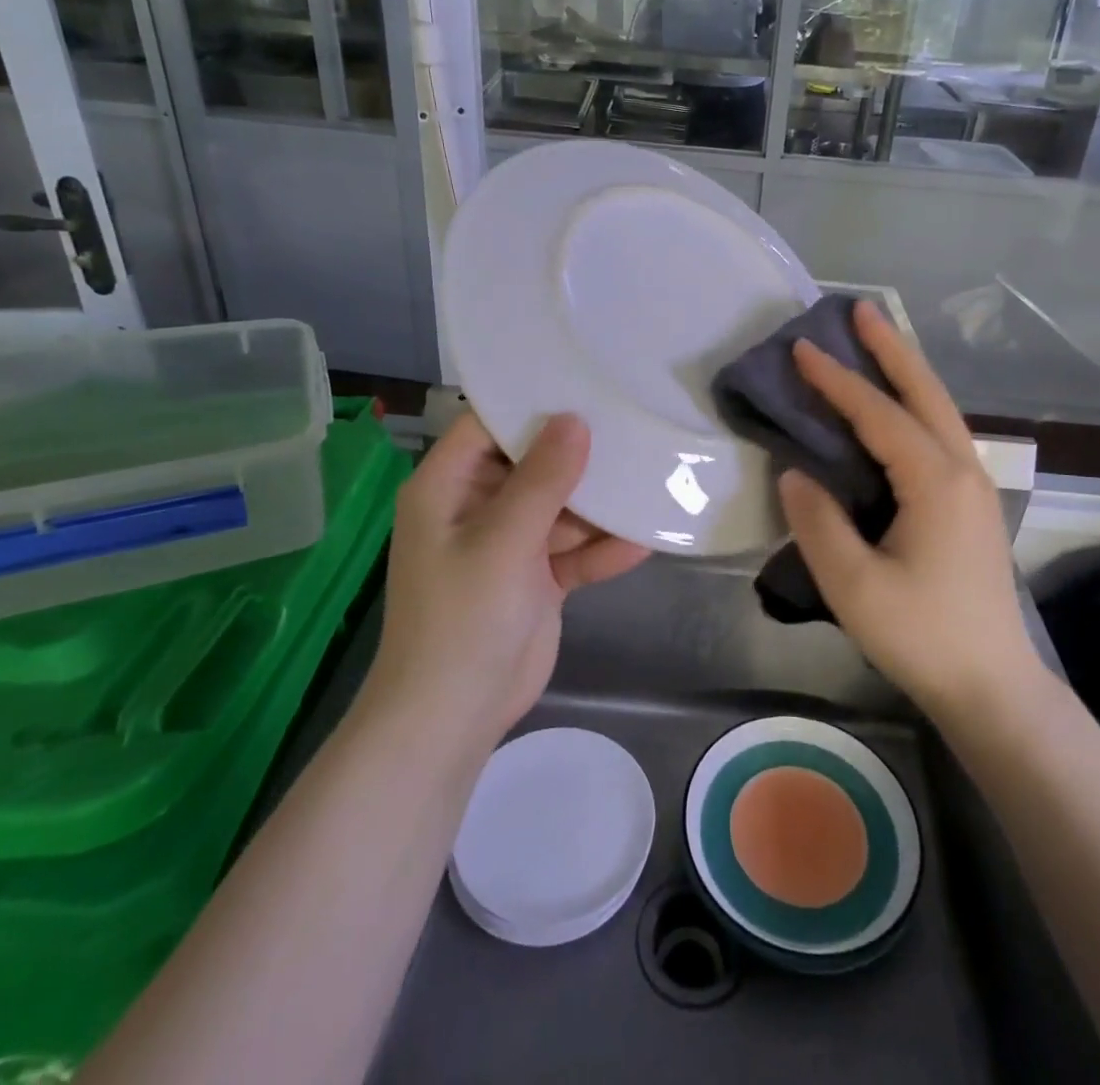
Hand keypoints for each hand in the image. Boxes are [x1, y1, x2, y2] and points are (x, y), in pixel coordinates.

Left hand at [363, 412, 648, 751]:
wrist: (453, 719)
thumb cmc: (463, 618)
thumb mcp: (503, 541)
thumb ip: (543, 480)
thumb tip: (575, 420)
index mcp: (448, 487)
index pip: (488, 425)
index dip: (531, 403)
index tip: (583, 382)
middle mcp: (477, 507)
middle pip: (532, 464)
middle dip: (579, 453)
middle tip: (632, 423)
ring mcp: (509, 544)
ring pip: (560, 508)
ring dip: (599, 504)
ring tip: (651, 477)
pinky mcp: (535, 578)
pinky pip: (573, 551)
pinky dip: (601, 549)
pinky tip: (645, 542)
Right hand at [777, 302, 1041, 719]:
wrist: (991, 685)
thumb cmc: (921, 635)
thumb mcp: (854, 585)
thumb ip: (818, 522)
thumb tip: (795, 471)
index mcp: (935, 481)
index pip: (878, 414)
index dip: (836, 380)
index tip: (801, 347)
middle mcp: (962, 469)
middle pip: (925, 392)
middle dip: (891, 348)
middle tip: (859, 310)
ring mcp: (973, 486)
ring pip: (938, 410)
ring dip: (906, 372)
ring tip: (875, 343)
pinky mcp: (971, 505)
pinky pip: (939, 434)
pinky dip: (914, 405)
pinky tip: (895, 409)